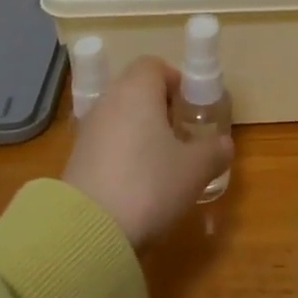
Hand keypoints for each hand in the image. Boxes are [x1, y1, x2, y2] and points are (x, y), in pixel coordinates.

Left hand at [60, 58, 230, 248]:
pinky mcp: (74, 159)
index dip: (176, 82)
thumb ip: (214, 151)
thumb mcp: (196, 169)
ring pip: (121, 117)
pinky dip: (123, 154)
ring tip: (162, 164)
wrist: (88, 232)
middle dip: (161, 108)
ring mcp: (87, 130)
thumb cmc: (149, 184)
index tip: (191, 109)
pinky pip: (107, 143)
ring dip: (141, 133)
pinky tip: (137, 184)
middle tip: (182, 136)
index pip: (155, 65)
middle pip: (136, 90)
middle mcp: (108, 101)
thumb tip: (222, 144)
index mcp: (137, 90)